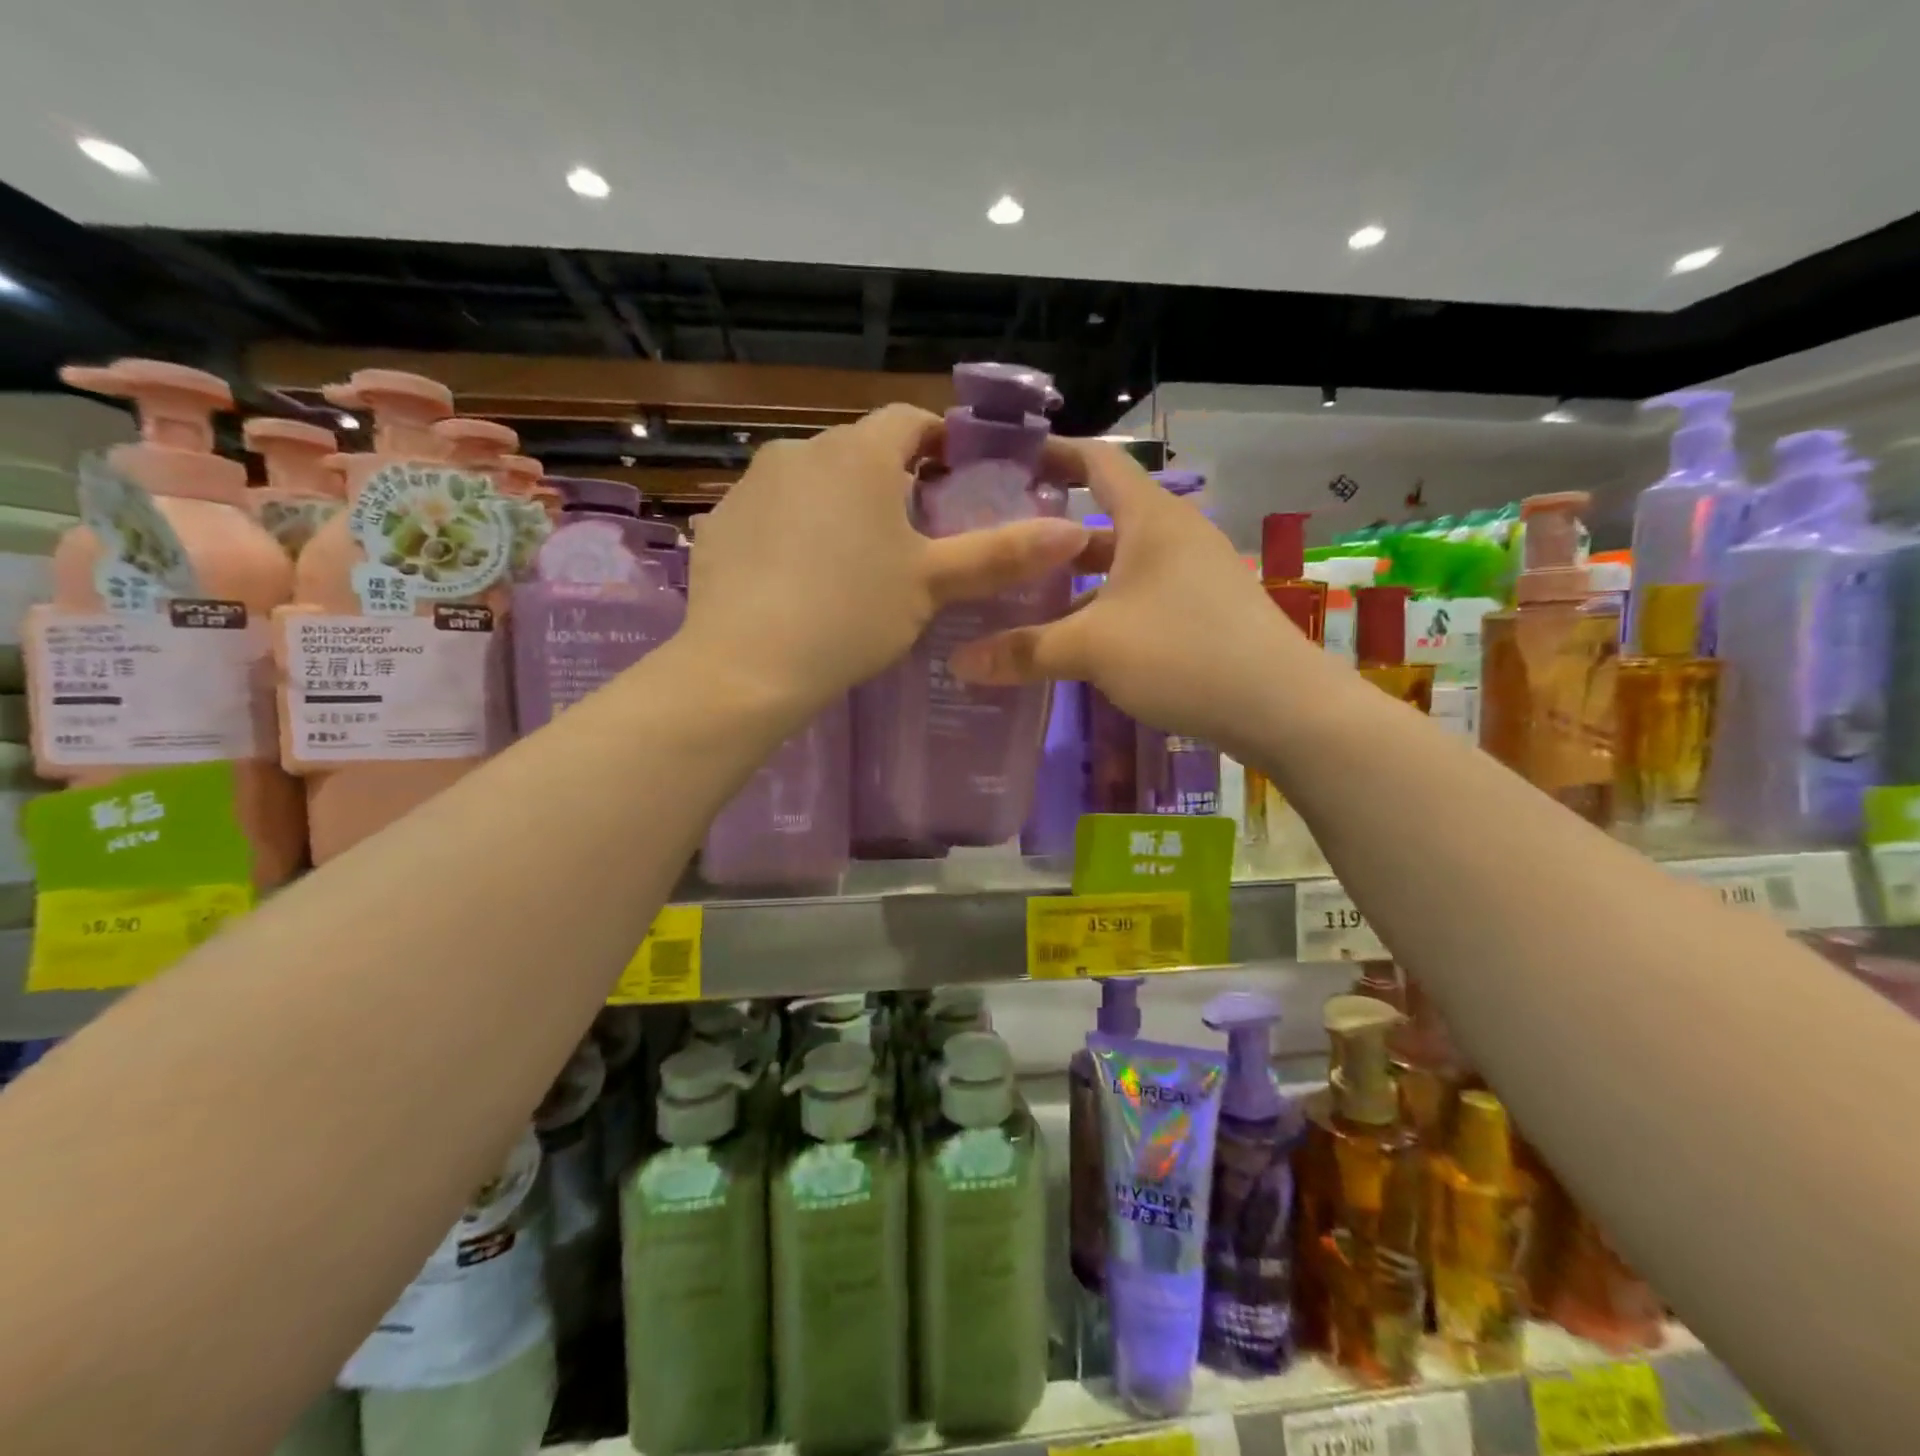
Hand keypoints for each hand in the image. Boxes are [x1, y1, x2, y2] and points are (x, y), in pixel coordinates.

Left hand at [681, 405, 1089, 716]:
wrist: (747, 665)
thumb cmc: (852, 614)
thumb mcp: (932, 585)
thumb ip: (1001, 554)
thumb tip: (1072, 532)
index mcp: (860, 454)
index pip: (910, 420)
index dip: (941, 443)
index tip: (957, 479)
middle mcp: (800, 450)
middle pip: (860, 451)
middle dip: (890, 481)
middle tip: (911, 534)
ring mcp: (752, 484)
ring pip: (812, 481)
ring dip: (838, 505)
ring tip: (852, 562)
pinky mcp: (720, 522)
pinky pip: (771, 513)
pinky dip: (792, 531)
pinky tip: (797, 580)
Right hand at [949, 440, 1310, 758]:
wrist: (1281, 706)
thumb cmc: (1183, 653)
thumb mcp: (1093, 649)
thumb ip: (1024, 651)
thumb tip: (959, 662)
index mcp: (1151, 517)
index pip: (1096, 461)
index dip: (1052, 454)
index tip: (1005, 463)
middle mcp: (1173, 535)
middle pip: (1102, 516)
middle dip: (1051, 530)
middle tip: (998, 543)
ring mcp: (1192, 574)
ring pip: (1120, 563)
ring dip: (1076, 577)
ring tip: (1023, 596)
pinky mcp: (1202, 612)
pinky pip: (1139, 595)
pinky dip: (1103, 606)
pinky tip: (1075, 638)